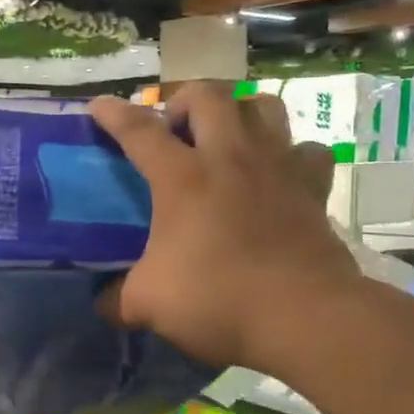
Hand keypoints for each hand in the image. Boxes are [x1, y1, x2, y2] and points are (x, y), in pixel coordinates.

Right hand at [89, 84, 360, 368]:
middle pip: (207, 96)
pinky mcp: (314, 187)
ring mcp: (277, 166)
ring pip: (262, 106)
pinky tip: (278, 172)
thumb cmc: (218, 298)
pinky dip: (290, 152)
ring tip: (226, 135)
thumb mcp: (148, 304)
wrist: (303, 316)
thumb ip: (118, 299)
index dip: (114, 114)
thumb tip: (103, 303)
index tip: (99, 104)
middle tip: (173, 129)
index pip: (139, 131)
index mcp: (182, 178)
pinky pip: (307, 149)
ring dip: (238, 111)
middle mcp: (230, 158)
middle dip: (183, 100)